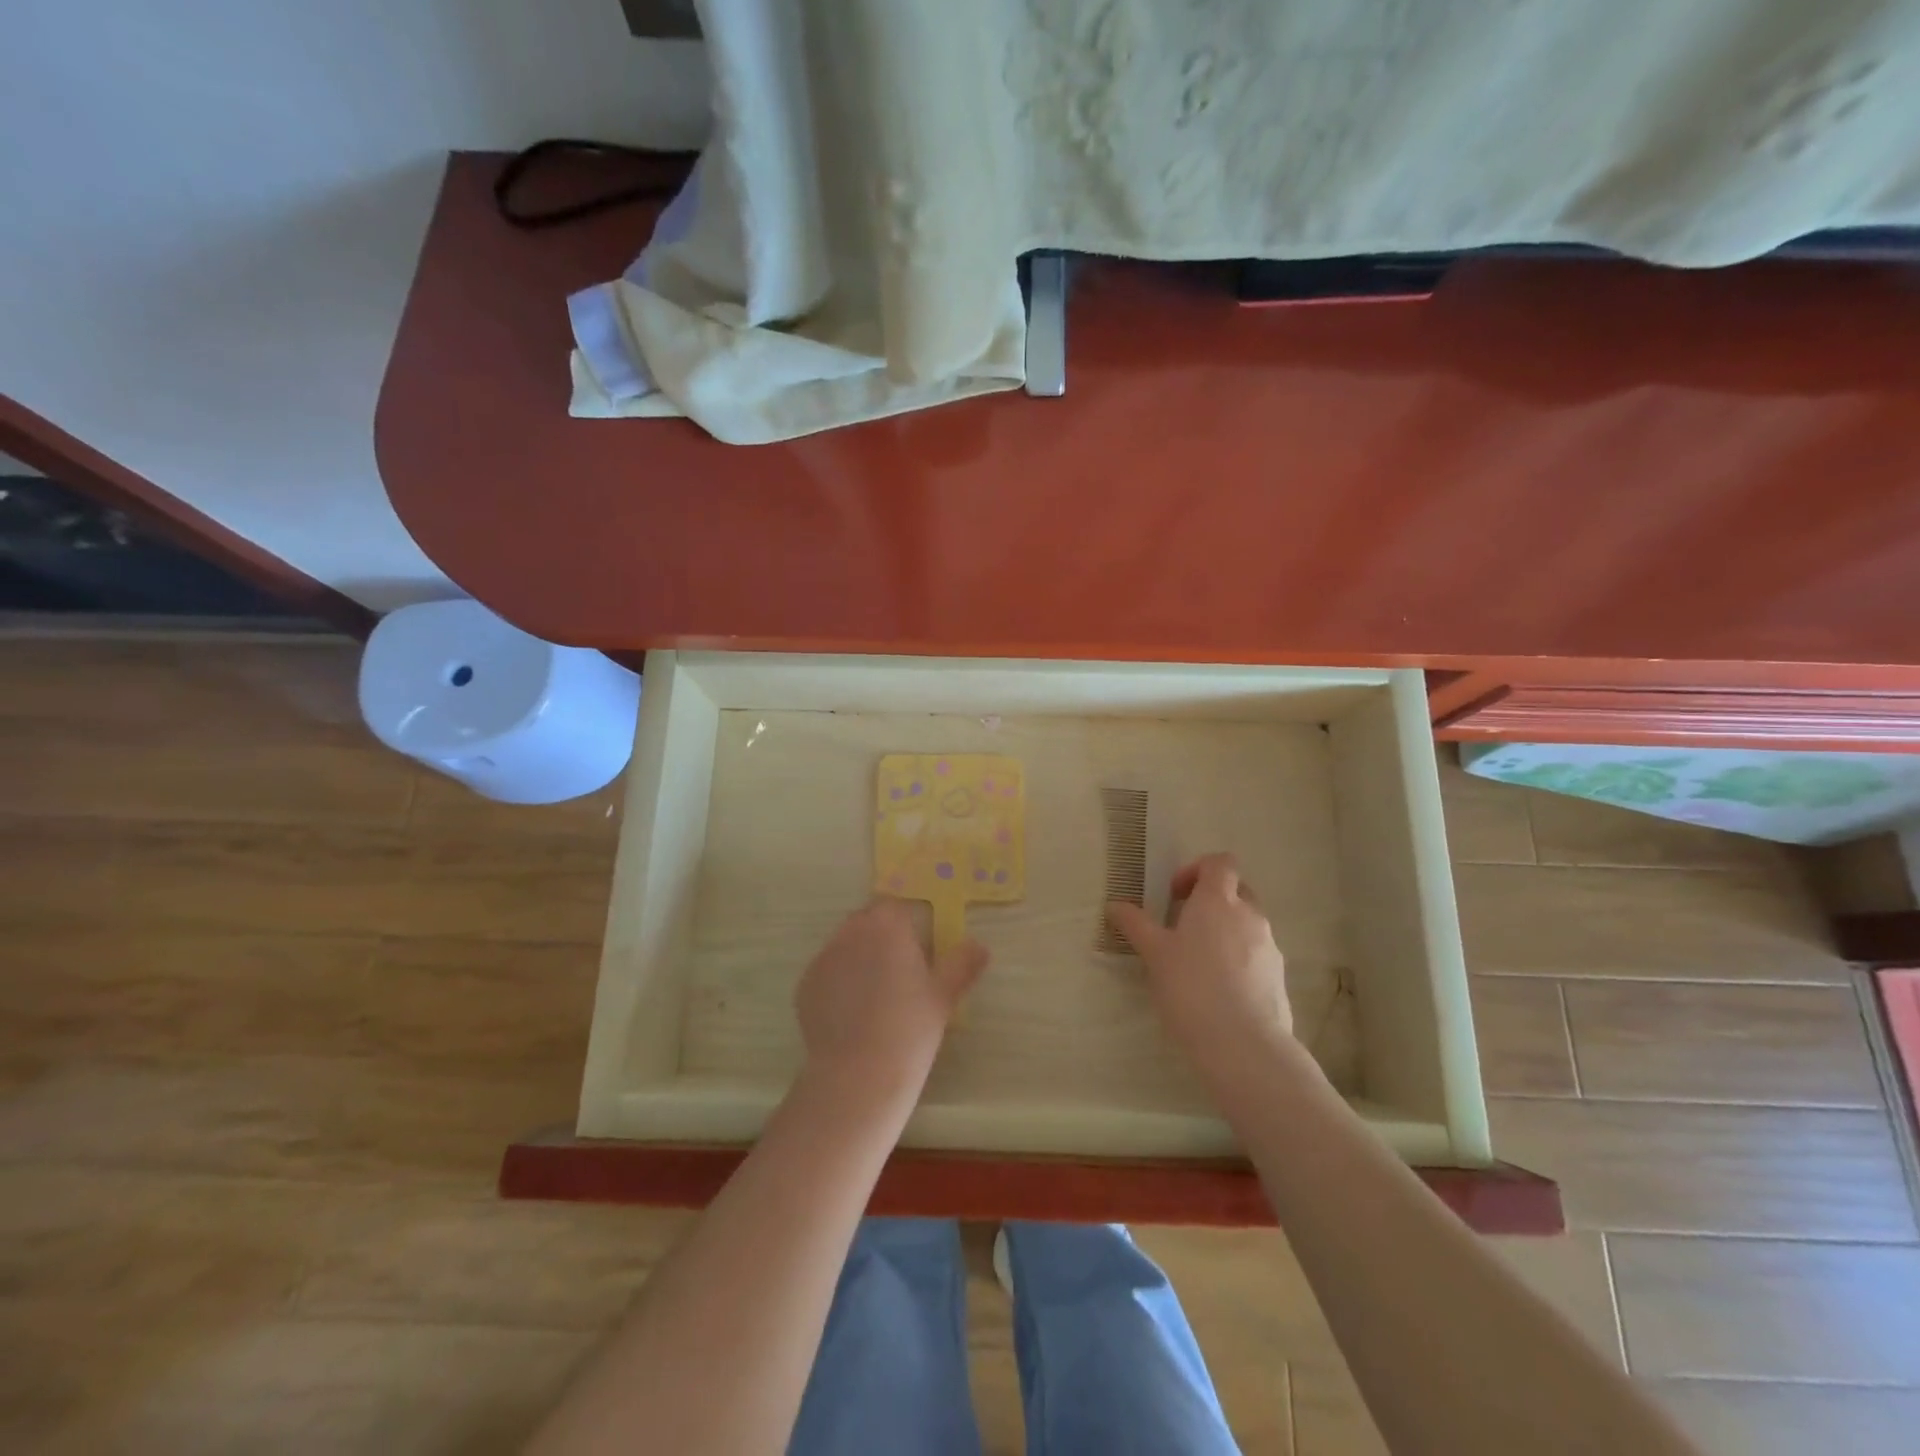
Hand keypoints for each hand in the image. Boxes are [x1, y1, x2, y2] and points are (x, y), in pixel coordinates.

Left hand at [795, 898, 987, 1108]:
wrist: (859, 1073)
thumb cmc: (910, 1028)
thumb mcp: (944, 995)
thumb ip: (962, 964)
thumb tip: (979, 946)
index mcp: (887, 926)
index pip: (895, 908)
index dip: (905, 925)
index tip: (917, 950)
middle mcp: (851, 932)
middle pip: (866, 921)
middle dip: (880, 937)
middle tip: (898, 971)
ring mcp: (824, 957)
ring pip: (844, 945)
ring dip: (857, 956)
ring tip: (874, 995)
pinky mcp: (805, 984)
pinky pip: (826, 972)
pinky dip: (838, 983)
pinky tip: (852, 1013)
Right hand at [1108, 853, 1292, 1066]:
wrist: (1243, 1044)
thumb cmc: (1191, 987)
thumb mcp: (1154, 954)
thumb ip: (1135, 924)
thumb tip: (1115, 905)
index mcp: (1218, 900)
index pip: (1220, 862)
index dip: (1197, 869)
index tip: (1174, 895)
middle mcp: (1250, 915)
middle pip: (1236, 890)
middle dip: (1211, 900)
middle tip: (1183, 925)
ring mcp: (1269, 946)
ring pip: (1247, 923)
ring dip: (1224, 930)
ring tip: (1198, 962)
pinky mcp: (1279, 976)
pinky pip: (1256, 954)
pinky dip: (1238, 959)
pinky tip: (1218, 989)